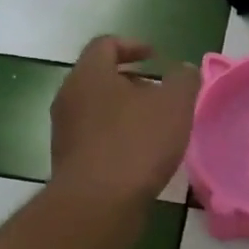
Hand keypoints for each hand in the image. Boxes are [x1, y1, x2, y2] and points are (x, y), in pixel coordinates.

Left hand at [50, 36, 199, 207]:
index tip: (155, 57)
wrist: (97, 204)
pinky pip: (94, 138)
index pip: (105, 45)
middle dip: (131, 82)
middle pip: (99, 78)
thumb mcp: (174, 104)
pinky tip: (141, 156)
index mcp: (89, 74)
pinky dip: (116, 138)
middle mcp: (69, 97)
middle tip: (159, 94)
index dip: (132, 45)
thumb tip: (183, 70)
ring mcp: (64, 131)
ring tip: (154, 127)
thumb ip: (183, 80)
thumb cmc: (136, 143)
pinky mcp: (68, 161)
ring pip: (96, 109)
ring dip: (124, 112)